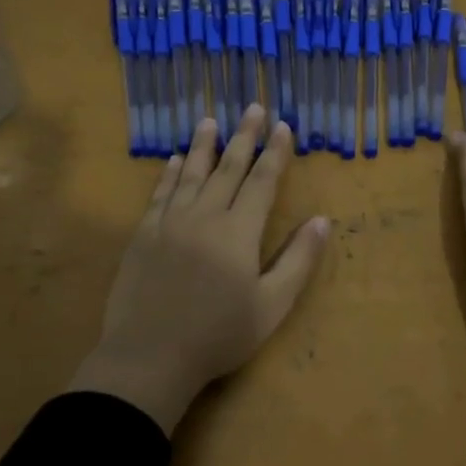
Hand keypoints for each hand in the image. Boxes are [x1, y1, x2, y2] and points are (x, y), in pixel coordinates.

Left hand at [70, 105, 328, 433]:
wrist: (150, 356)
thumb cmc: (219, 335)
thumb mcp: (272, 305)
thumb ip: (298, 260)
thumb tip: (322, 221)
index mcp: (239, 231)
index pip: (262, 181)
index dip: (275, 153)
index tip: (283, 126)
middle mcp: (205, 216)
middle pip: (228, 168)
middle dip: (244, 137)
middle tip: (253, 108)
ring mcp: (170, 223)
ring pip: (191, 174)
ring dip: (203, 146)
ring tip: (210, 121)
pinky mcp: (143, 236)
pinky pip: (160, 195)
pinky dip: (170, 175)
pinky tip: (174, 161)